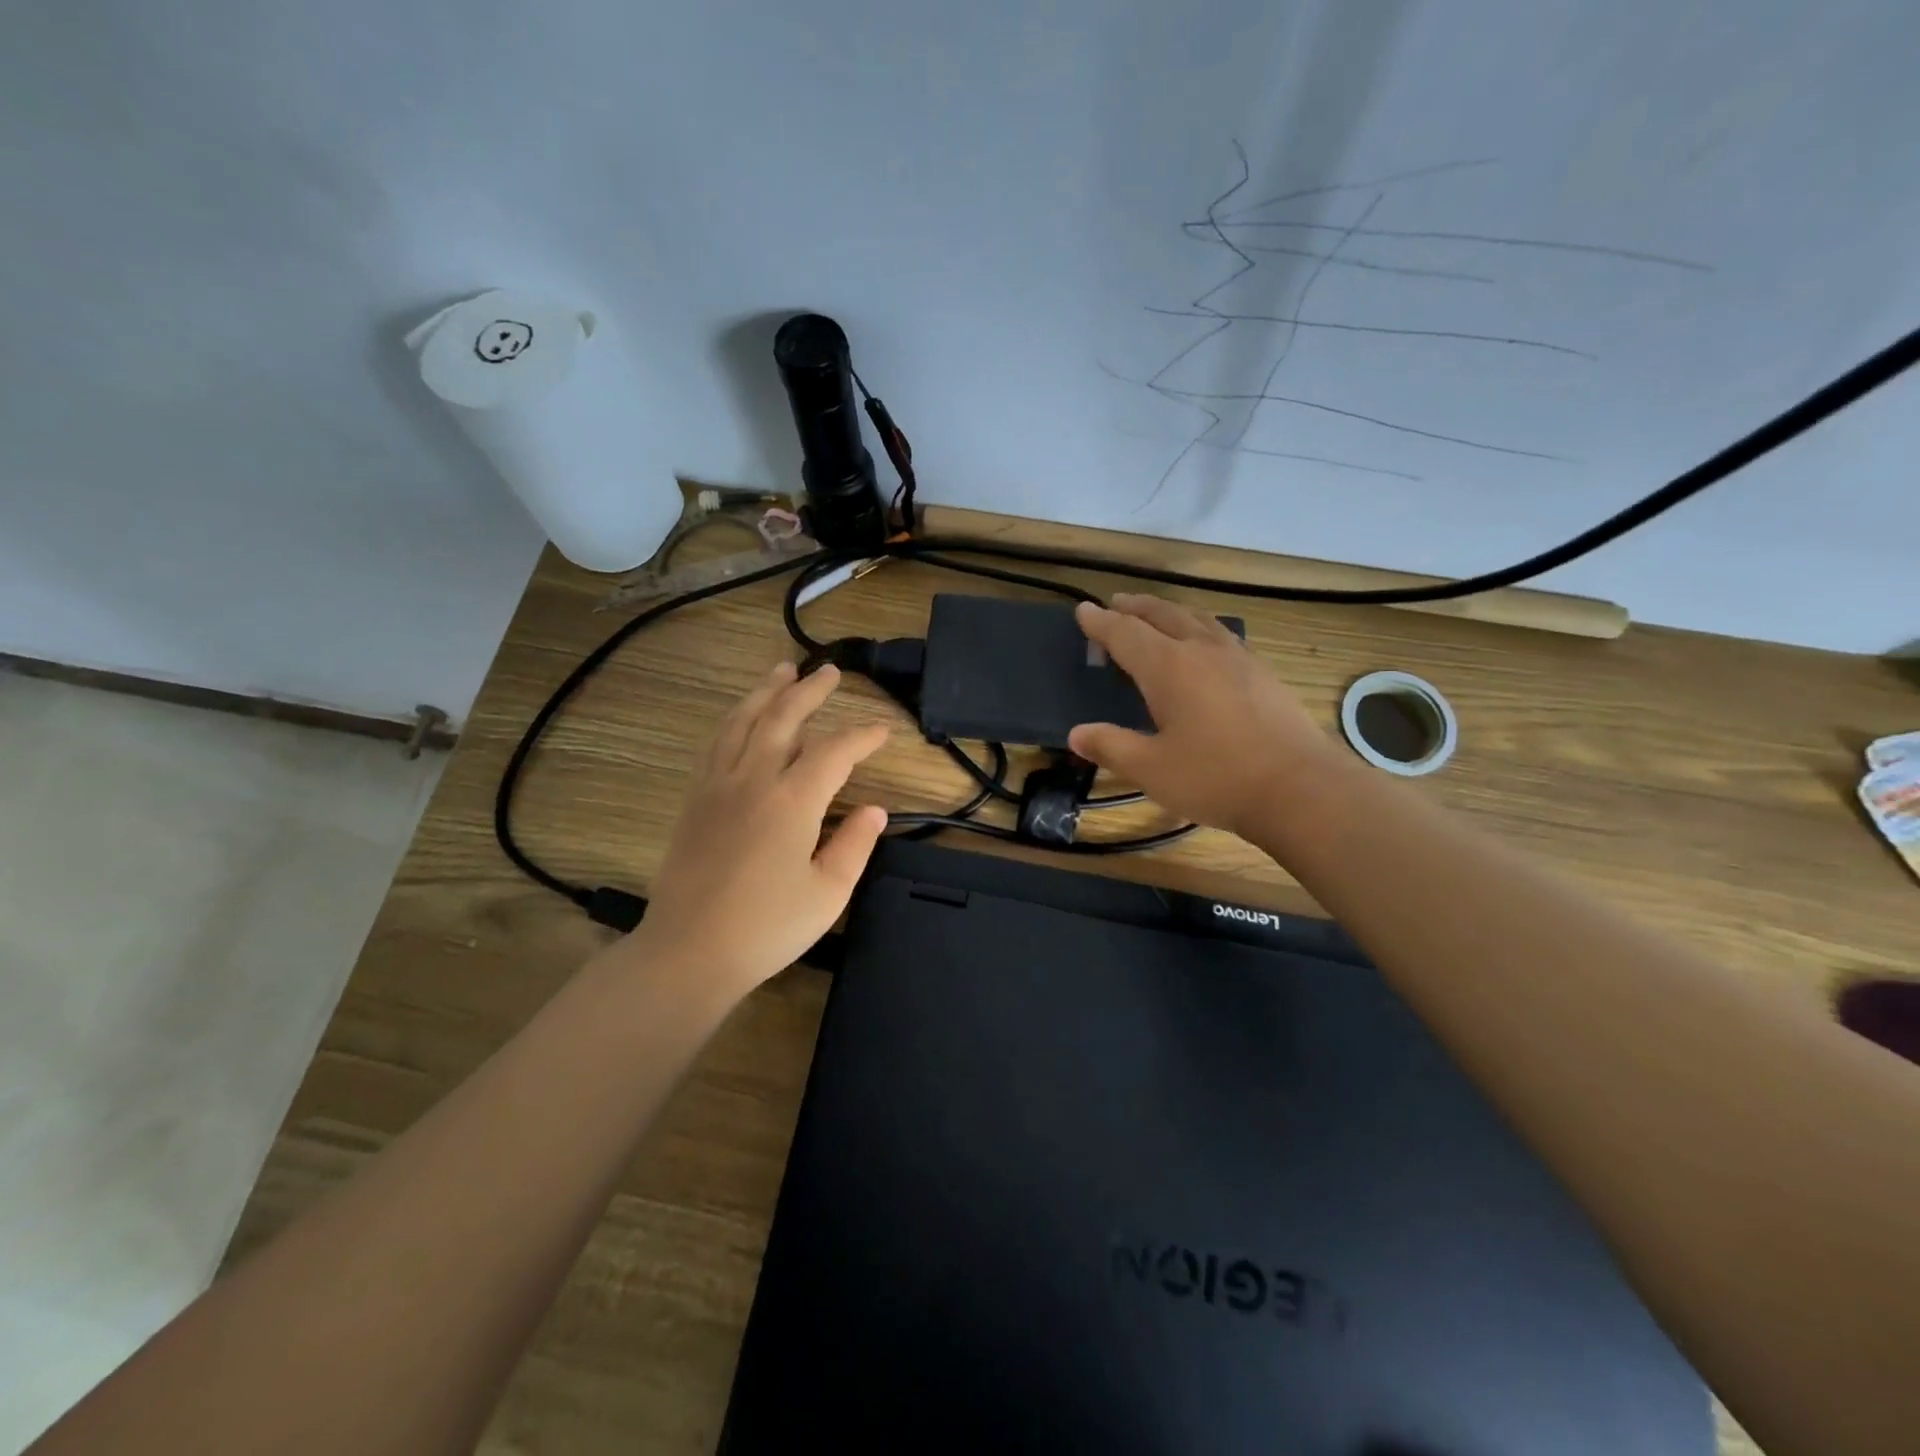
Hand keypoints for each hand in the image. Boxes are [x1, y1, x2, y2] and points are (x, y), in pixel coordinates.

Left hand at [632, 660, 888, 998]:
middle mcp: (753, 780)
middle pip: (782, 717)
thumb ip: (855, 845)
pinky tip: (740, 718)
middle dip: (809, 690)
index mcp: (792, 801)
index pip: (834, 751)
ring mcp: (717, 786)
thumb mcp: (828, 893)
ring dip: (765, 692)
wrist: (689, 951)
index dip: (862, 736)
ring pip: (742, 722)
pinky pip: (716, 744)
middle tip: (829, 672)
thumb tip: (875, 810)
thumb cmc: (767, 928)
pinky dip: (733, 720)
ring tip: (781, 671)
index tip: (882, 730)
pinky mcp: (694, 800)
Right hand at [1068, 594, 1347, 840]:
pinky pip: (1222, 636)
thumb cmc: (1216, 777)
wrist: (1301, 788)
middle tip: (1116, 603)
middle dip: (1136, 607)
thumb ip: (1111, 746)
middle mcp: (1202, 651)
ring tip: (1158, 616)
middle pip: (1164, 615)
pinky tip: (1206, 647)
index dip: (1100, 622)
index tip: (1082, 610)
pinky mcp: (1264, 674)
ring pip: (1198, 620)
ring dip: (1170, 612)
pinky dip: (1199, 629)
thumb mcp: (1151, 769)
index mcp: (1169, 668)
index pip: (1125, 633)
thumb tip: (1076, 734)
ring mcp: (1239, 659)